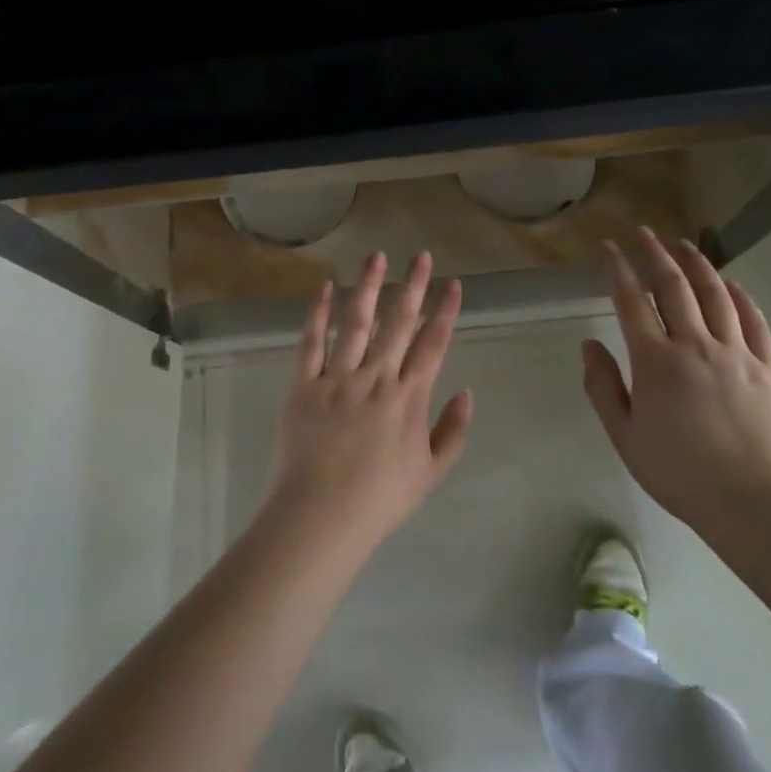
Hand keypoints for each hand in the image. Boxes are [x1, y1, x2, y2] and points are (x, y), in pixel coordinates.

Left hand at [267, 251, 473, 552]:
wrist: (322, 516)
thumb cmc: (380, 499)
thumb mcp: (431, 473)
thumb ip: (453, 431)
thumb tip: (467, 392)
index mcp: (408, 397)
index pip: (433, 344)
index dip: (445, 311)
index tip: (453, 284)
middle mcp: (376, 377)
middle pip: (398, 323)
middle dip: (412, 287)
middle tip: (421, 255)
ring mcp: (337, 378)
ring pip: (356, 323)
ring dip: (369, 288)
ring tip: (376, 258)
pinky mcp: (303, 385)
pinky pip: (311, 343)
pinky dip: (318, 314)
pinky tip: (326, 288)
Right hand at [581, 228, 770, 541]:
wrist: (754, 502)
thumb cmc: (680, 473)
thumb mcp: (625, 437)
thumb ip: (602, 387)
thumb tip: (589, 344)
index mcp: (656, 362)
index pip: (632, 301)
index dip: (618, 269)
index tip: (609, 248)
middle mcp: (696, 345)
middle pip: (673, 286)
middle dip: (654, 253)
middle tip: (642, 232)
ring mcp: (737, 353)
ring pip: (715, 294)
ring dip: (697, 264)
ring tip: (683, 244)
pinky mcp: (768, 366)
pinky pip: (754, 321)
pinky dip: (740, 297)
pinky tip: (731, 285)